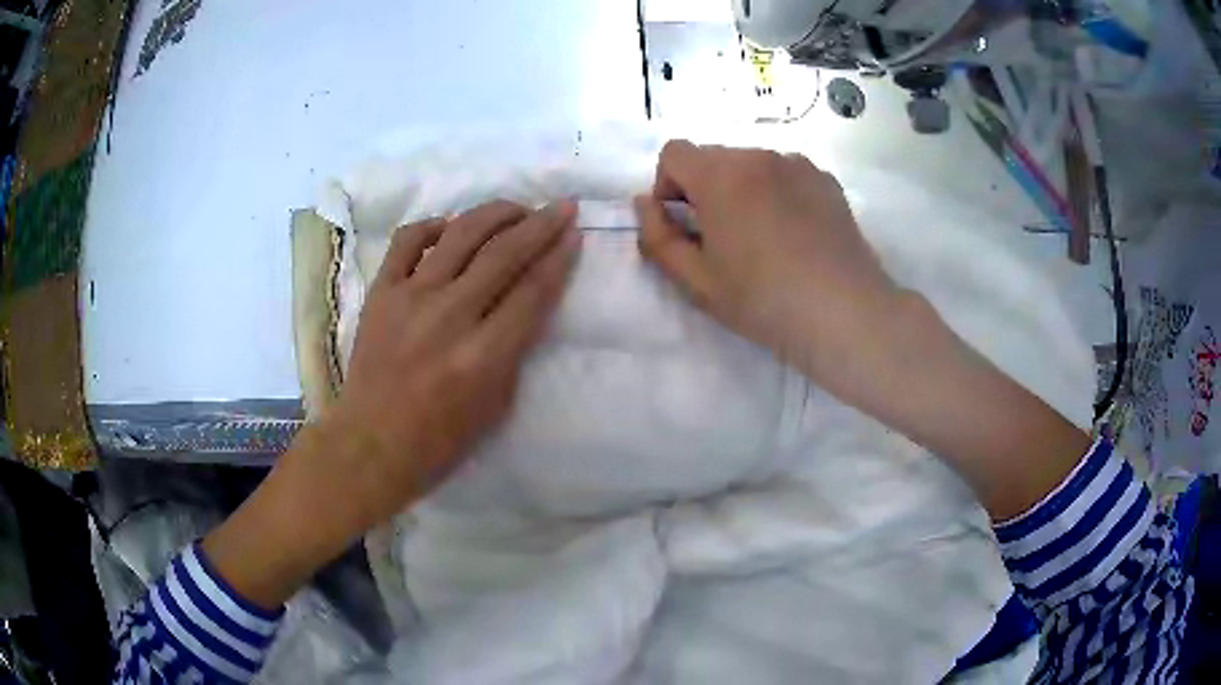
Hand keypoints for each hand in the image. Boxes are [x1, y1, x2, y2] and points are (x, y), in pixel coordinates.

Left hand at [203, 201, 579, 608]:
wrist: (371, 442)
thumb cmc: (439, 440)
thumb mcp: (496, 404)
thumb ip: (514, 349)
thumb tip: (526, 301)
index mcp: (484, 355)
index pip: (533, 290)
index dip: (560, 257)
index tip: (574, 232)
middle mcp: (450, 316)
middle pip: (504, 253)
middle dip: (539, 224)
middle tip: (560, 207)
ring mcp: (411, 298)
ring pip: (460, 235)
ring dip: (495, 214)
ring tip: (515, 209)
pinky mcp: (381, 292)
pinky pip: (408, 241)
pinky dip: (433, 225)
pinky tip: (450, 227)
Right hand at [634, 140, 900, 381]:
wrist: (844, 313)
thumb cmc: (763, 301)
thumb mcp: (696, 281)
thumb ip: (658, 238)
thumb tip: (645, 204)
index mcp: (721, 175)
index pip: (674, 153)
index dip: (668, 185)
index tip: (684, 223)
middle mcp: (758, 156)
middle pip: (713, 157)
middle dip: (705, 189)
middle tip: (723, 239)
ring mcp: (797, 164)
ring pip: (751, 164)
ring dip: (743, 189)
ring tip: (764, 238)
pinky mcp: (826, 179)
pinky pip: (785, 173)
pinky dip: (777, 192)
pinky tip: (795, 233)